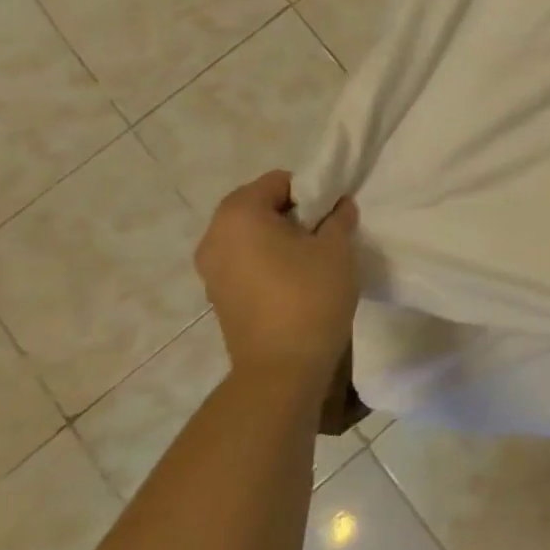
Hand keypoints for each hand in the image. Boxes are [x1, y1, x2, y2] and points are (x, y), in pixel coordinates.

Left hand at [194, 171, 359, 394]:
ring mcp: (211, 269)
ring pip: (251, 236)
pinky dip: (267, 261)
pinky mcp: (218, 296)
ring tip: (312, 258)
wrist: (283, 368)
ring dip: (280, 238)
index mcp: (239, 214)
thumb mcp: (337, 247)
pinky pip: (245, 261)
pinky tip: (295, 281)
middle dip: (293, 213)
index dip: (311, 191)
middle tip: (325, 233)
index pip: (278, 181)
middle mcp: (214, 236)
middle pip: (259, 206)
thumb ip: (338, 217)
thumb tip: (338, 207)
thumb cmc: (310, 295)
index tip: (332, 214)